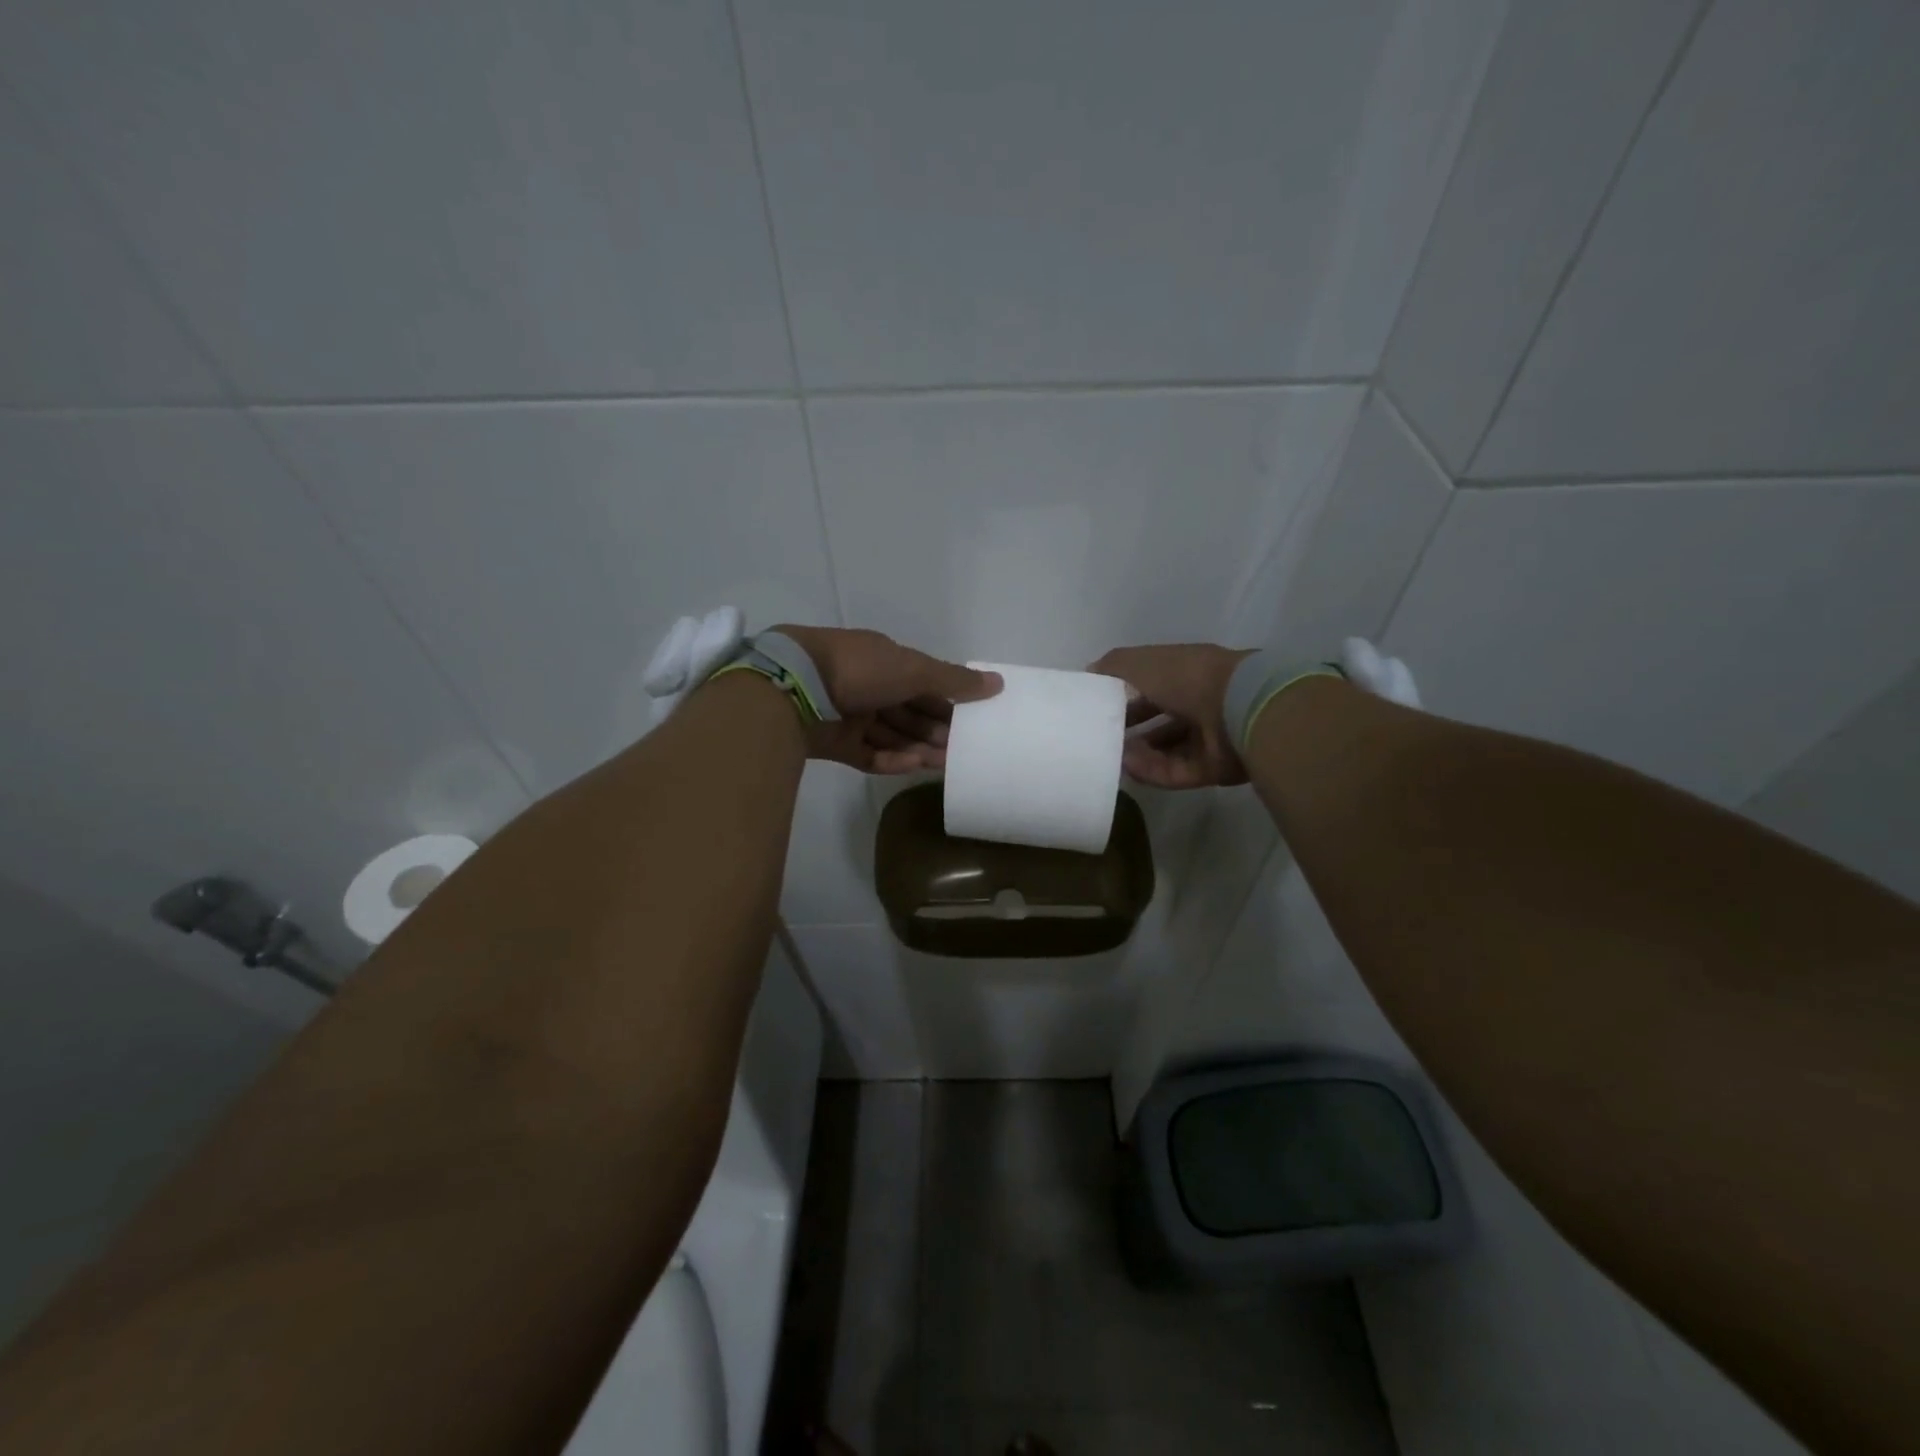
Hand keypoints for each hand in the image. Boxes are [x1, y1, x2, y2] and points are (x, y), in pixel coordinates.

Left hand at [774, 626, 1001, 773]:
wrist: (794, 687)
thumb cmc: (860, 669)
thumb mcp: (914, 669)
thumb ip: (954, 681)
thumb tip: (998, 684)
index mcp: (884, 662)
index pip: (923, 684)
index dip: (947, 703)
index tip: (972, 722)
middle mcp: (868, 688)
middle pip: (909, 713)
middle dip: (935, 730)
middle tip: (962, 751)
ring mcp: (849, 716)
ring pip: (892, 736)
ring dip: (918, 748)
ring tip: (944, 764)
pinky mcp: (835, 744)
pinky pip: (869, 755)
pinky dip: (891, 760)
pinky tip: (913, 766)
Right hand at [1088, 643, 1253, 788]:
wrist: (1239, 709)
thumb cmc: (1188, 678)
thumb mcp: (1141, 662)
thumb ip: (1112, 666)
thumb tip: (1089, 673)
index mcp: (1186, 674)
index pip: (1151, 685)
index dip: (1124, 694)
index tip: (1099, 706)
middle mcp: (1199, 704)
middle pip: (1159, 720)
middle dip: (1130, 728)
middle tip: (1102, 738)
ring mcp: (1209, 738)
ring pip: (1166, 749)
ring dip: (1138, 753)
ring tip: (1112, 757)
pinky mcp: (1213, 769)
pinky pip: (1176, 772)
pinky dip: (1152, 770)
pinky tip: (1130, 768)